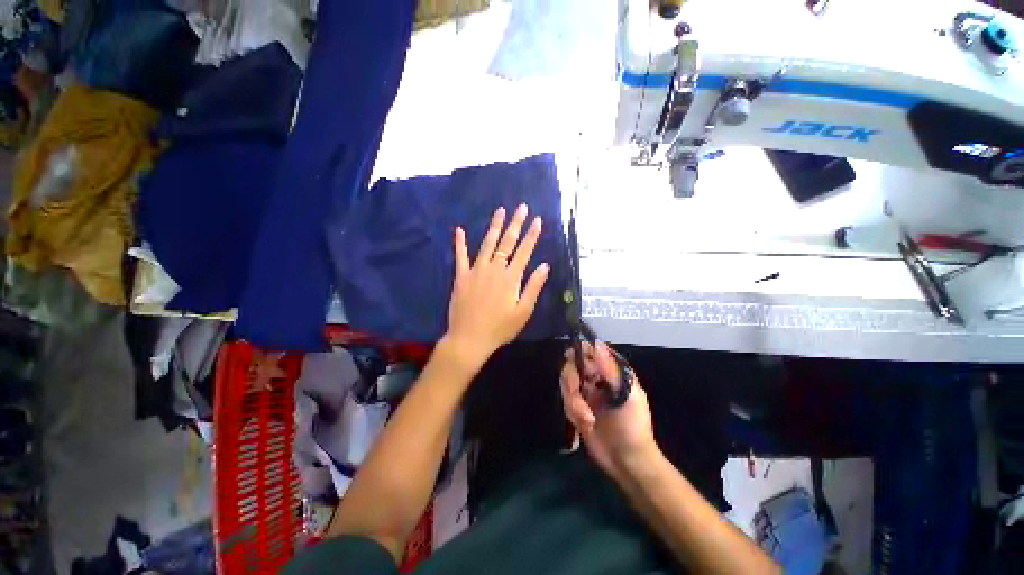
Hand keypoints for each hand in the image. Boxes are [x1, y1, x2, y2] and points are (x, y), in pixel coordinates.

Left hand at [444, 204, 549, 367]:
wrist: (469, 339)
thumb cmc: (500, 328)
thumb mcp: (523, 312)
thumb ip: (533, 287)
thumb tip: (545, 265)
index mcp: (510, 278)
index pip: (524, 251)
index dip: (532, 235)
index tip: (537, 220)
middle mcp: (494, 269)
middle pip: (507, 242)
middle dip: (515, 224)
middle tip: (521, 207)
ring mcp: (476, 271)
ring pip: (487, 244)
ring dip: (494, 226)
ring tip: (500, 211)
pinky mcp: (461, 277)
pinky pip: (460, 256)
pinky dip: (460, 243)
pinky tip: (458, 230)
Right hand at [560, 341, 658, 481]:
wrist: (627, 462)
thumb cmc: (633, 426)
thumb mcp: (626, 395)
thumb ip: (609, 369)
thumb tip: (596, 343)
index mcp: (611, 371)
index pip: (590, 350)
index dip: (580, 353)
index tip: (576, 364)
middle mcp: (596, 377)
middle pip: (572, 365)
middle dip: (572, 382)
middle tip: (578, 398)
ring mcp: (585, 392)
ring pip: (566, 383)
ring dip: (574, 402)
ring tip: (587, 419)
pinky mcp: (577, 407)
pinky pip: (565, 400)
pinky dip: (573, 412)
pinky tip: (586, 424)